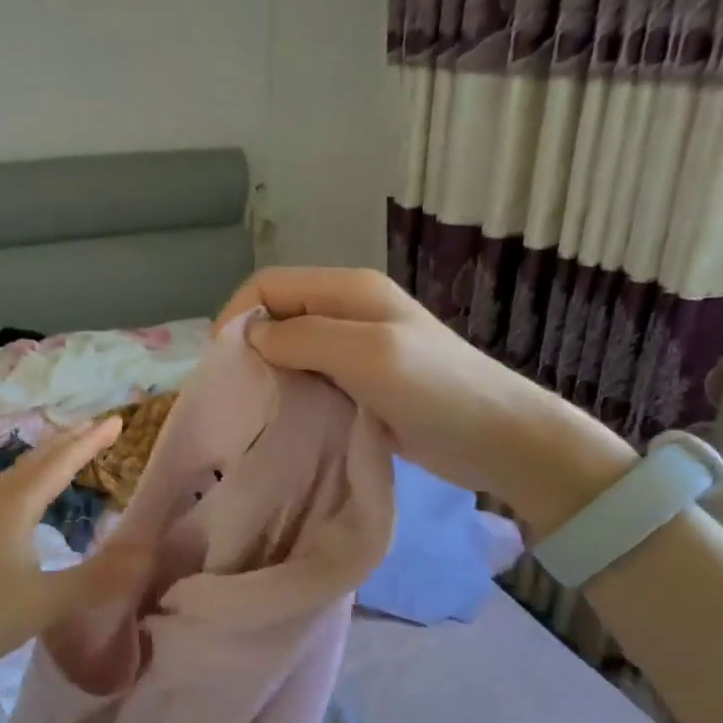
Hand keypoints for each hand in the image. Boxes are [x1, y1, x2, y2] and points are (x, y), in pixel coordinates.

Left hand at [0, 417, 141, 682]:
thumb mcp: (46, 602)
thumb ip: (97, 579)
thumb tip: (146, 552)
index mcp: (16, 508)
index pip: (60, 464)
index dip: (90, 442)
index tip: (116, 421)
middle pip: (35, 462)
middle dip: (67, 442)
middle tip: (97, 427)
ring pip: (17, 476)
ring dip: (45, 459)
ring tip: (65, 453)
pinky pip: (7, 494)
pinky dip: (27, 482)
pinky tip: (27, 501)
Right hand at [217, 266, 634, 534]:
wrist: (499, 438)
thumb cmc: (435, 389)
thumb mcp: (366, 353)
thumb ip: (303, 338)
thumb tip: (251, 337)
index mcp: (347, 289)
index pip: (268, 284)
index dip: (238, 314)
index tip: (222, 363)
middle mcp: (347, 311)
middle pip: (277, 315)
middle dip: (250, 346)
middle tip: (236, 391)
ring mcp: (355, 348)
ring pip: (290, 350)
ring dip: (269, 374)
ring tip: (255, 408)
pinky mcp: (359, 382)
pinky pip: (309, 378)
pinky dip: (291, 393)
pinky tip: (285, 418)